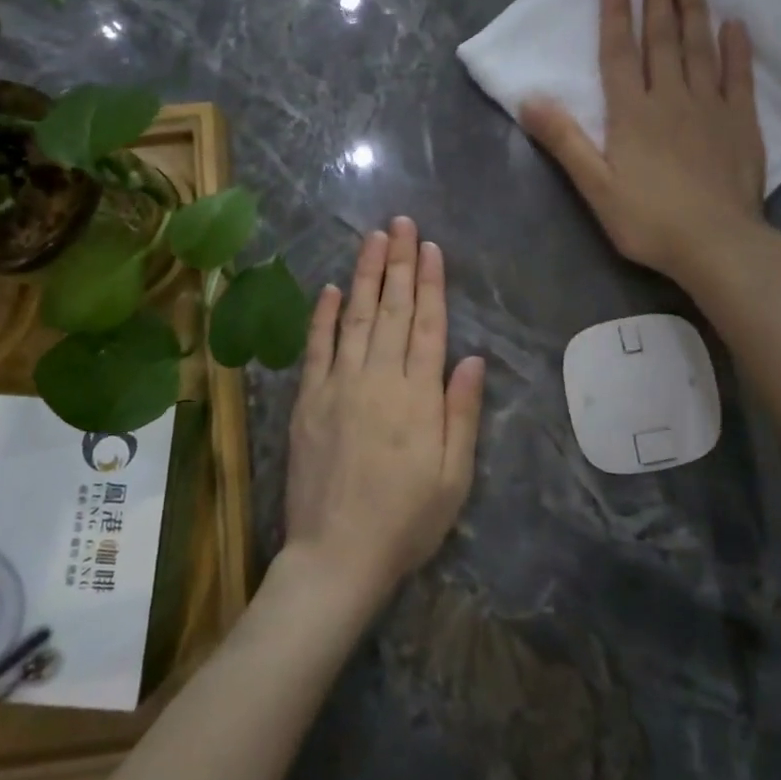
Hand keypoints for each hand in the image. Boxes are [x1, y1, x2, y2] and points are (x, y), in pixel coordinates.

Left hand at [280, 217, 485, 608]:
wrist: (337, 556)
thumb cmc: (407, 520)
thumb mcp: (454, 476)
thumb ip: (461, 412)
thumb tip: (472, 358)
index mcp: (418, 396)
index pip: (427, 324)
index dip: (430, 282)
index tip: (429, 247)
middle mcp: (378, 379)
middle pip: (392, 309)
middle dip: (398, 263)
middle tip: (400, 223)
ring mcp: (338, 386)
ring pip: (355, 317)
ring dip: (364, 275)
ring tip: (372, 238)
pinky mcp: (308, 402)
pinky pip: (317, 349)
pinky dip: (323, 316)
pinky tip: (330, 288)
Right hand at [522, 0, 764, 283]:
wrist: (717, 244)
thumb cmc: (649, 220)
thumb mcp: (595, 187)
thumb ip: (564, 140)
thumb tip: (528, 98)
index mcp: (632, 113)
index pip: (619, 53)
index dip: (616, 14)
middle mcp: (671, 98)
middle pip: (663, 40)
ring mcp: (711, 107)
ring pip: (700, 48)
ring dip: (694, 10)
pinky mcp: (742, 123)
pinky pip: (739, 76)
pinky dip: (736, 49)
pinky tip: (735, 25)